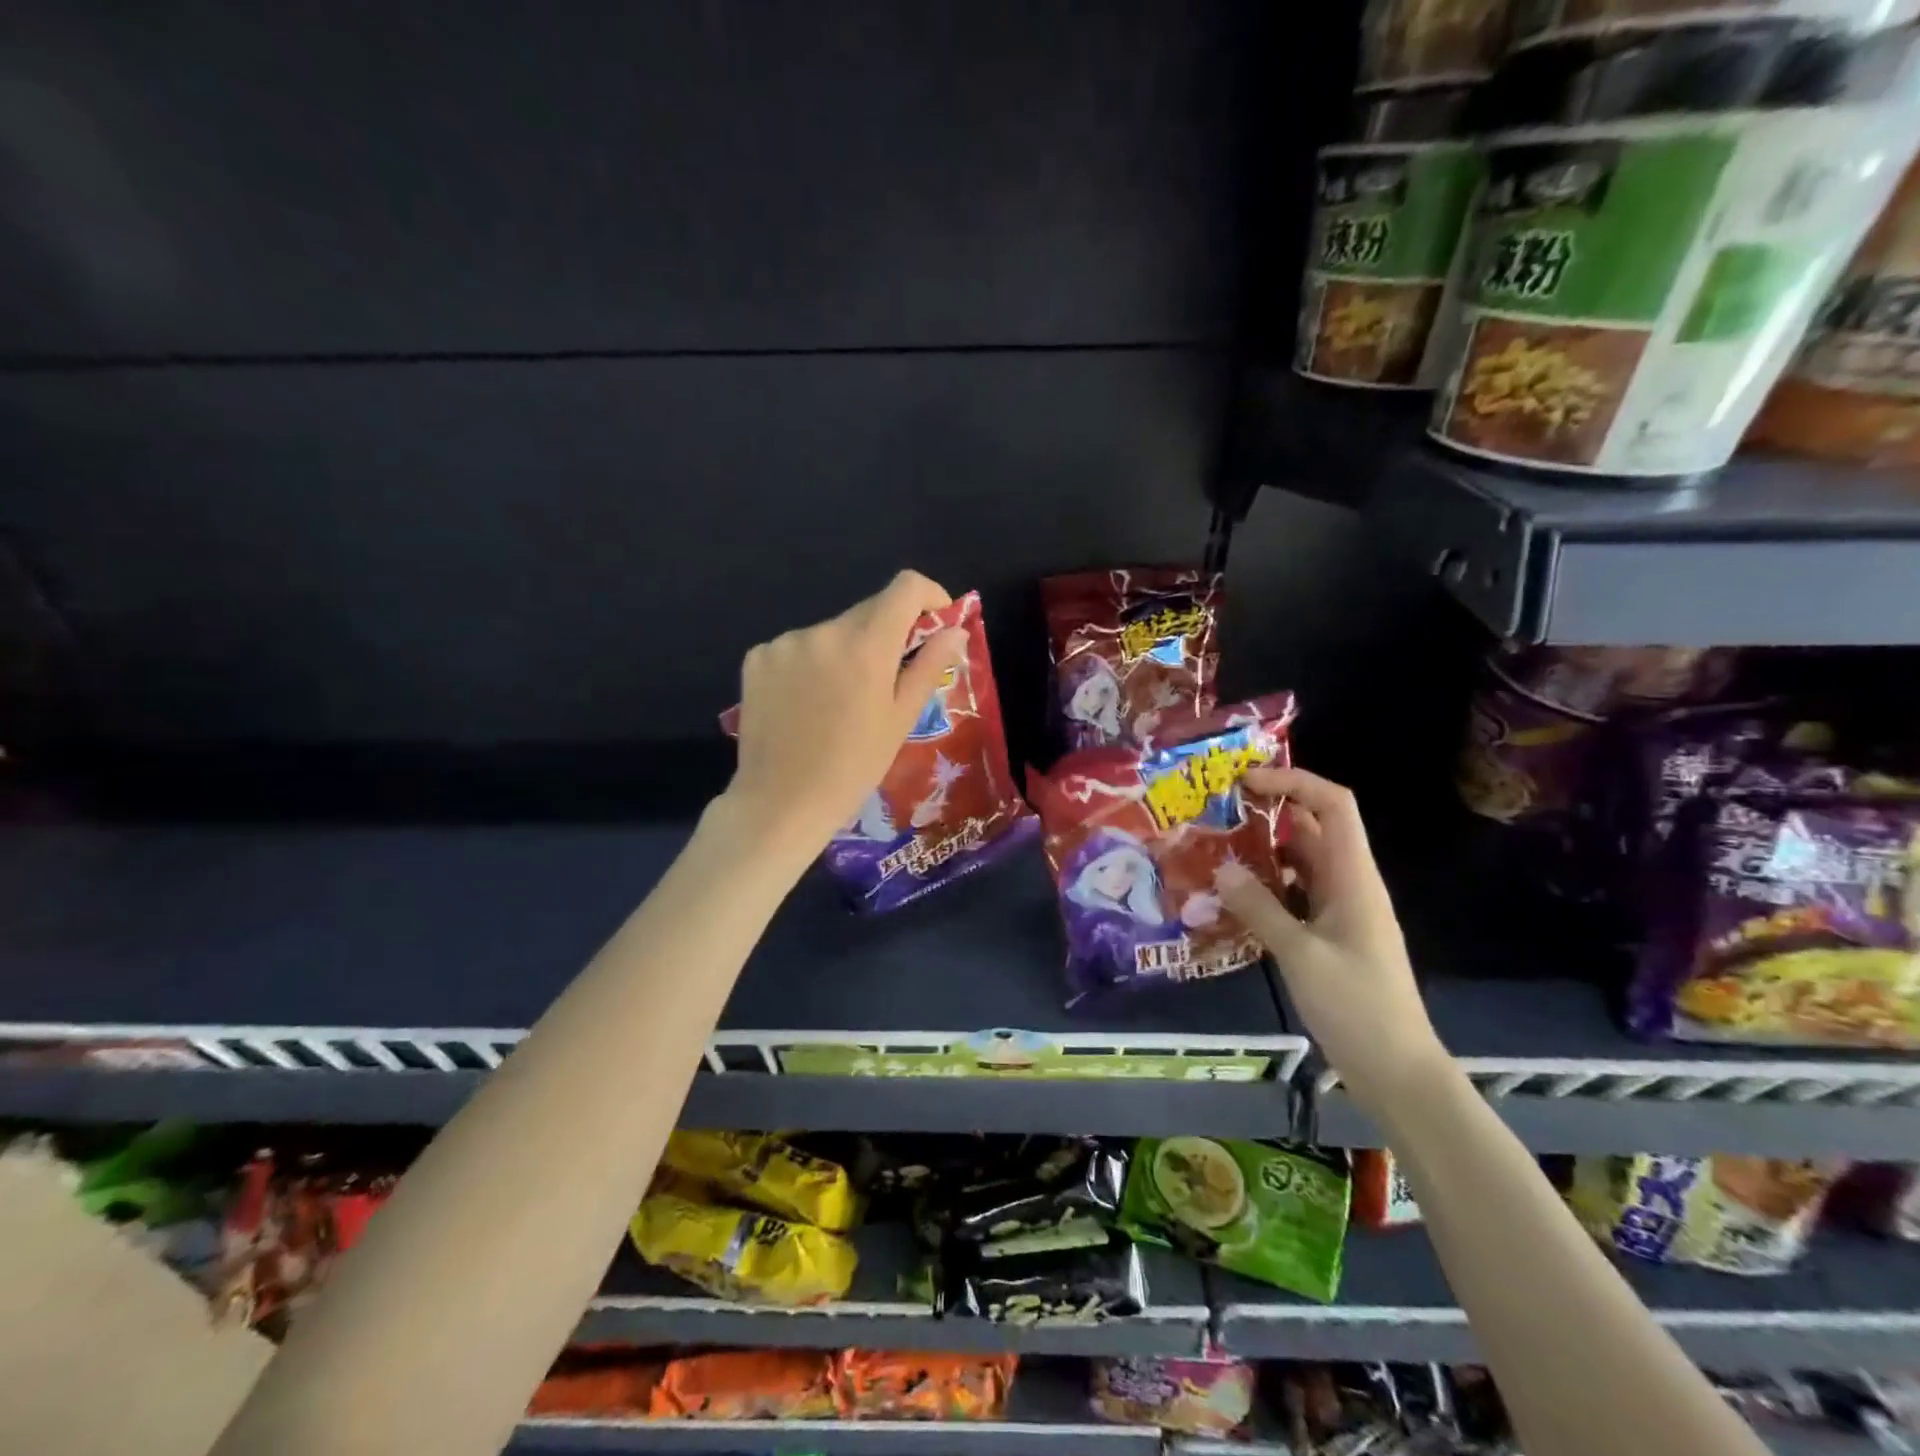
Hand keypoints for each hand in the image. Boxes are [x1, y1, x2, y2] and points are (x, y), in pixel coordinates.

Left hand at [723, 570, 967, 857]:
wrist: (780, 803)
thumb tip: (954, 629)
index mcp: (866, 646)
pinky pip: (797, 647)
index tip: (935, 621)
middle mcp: (824, 631)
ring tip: (839, 701)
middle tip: (888, 678)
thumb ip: (928, 665)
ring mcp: (785, 642)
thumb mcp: (900, 720)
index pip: (906, 587)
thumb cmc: (853, 768)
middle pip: (868, 611)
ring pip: (832, 632)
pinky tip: (805, 703)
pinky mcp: (757, 657)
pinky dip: (810, 663)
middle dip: (887, 633)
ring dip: (845, 651)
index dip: (929, 595)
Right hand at [1215, 767, 1448, 1117]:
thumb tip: (1221, 868)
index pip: (1334, 805)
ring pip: (1302, 861)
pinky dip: (1267, 884)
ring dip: (1264, 848)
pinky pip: (1296, 893)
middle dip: (1270, 810)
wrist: (1396, 1069)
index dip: (1294, 782)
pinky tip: (1233, 894)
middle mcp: (1350, 884)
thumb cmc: (1356, 1006)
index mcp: (1354, 878)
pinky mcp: (1330, 935)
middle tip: (1218, 809)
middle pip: (1314, 827)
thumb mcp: (1300, 954)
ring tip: (1216, 845)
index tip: (1247, 781)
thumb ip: (1259, 908)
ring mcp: (1341, 910)